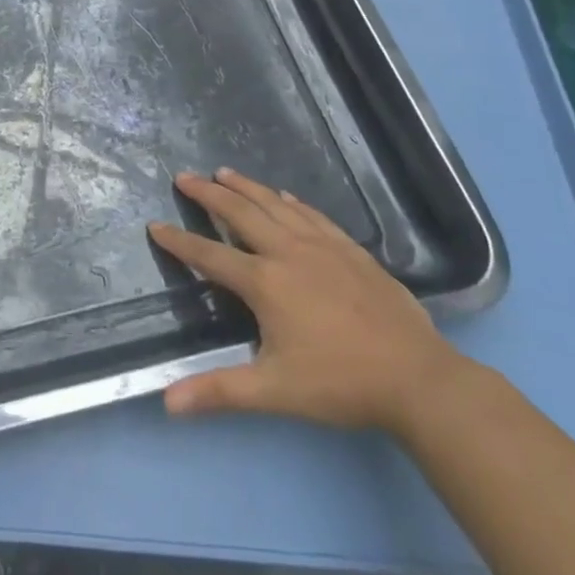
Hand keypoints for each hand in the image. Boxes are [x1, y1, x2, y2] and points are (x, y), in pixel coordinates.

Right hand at [148, 168, 464, 433]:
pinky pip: (312, 214)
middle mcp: (288, 252)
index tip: (155, 224)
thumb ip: (218, 392)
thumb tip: (166, 402)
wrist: (419, 379)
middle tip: (185, 176)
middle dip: (209, 193)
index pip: (209, 255)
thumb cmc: (340, 383)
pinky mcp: (351, 251)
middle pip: (240, 213)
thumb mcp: (274, 391)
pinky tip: (284, 195)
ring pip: (275, 205)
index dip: (179, 241)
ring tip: (224, 172)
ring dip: (246, 187)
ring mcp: (323, 246)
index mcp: (265, 282)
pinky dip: (291, 201)